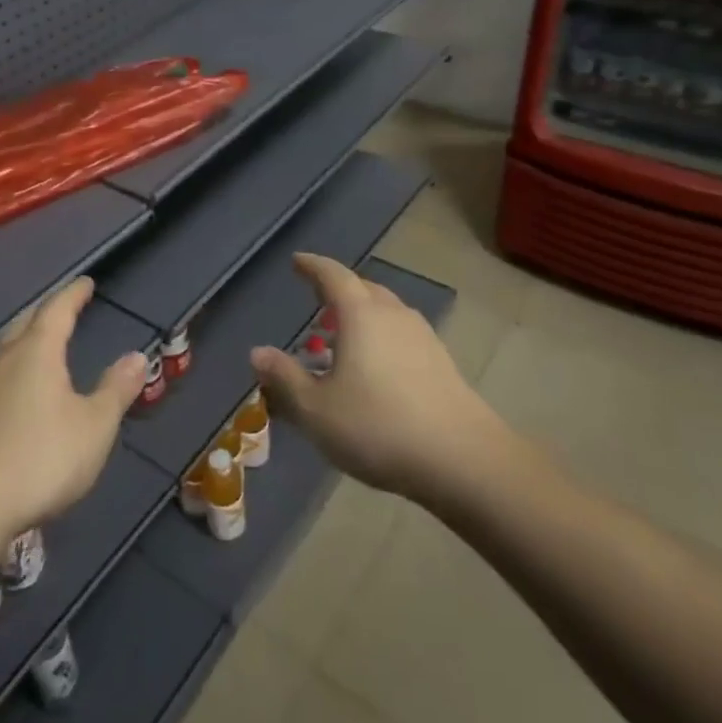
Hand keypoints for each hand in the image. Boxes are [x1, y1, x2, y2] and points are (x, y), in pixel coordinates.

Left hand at [0, 278, 146, 581]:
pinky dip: (14, 368)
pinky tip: (18, 390)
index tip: (86, 282)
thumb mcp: (94, 427)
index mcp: (36, 353)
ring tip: (42, 343)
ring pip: (6, 349)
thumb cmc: (39, 459)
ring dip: (26, 338)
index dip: (73, 294)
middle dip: (46, 311)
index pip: (57, 310)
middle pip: (25, 323)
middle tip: (64, 307)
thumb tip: (138, 355)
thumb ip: (116, 390)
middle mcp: (4, 361)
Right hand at [251, 253, 509, 502]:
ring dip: (361, 315)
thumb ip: (284, 378)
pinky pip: (401, 335)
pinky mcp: (441, 363)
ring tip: (341, 338)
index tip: (297, 261)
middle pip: (363, 289)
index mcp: (361, 315)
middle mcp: (393, 315)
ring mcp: (423, 338)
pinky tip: (374, 368)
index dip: (312, 266)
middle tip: (317, 300)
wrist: (463, 461)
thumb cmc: (378, 427)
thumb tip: (258, 353)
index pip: (333, 275)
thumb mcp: (316, 409)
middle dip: (338, 290)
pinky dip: (381, 337)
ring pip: (386, 312)